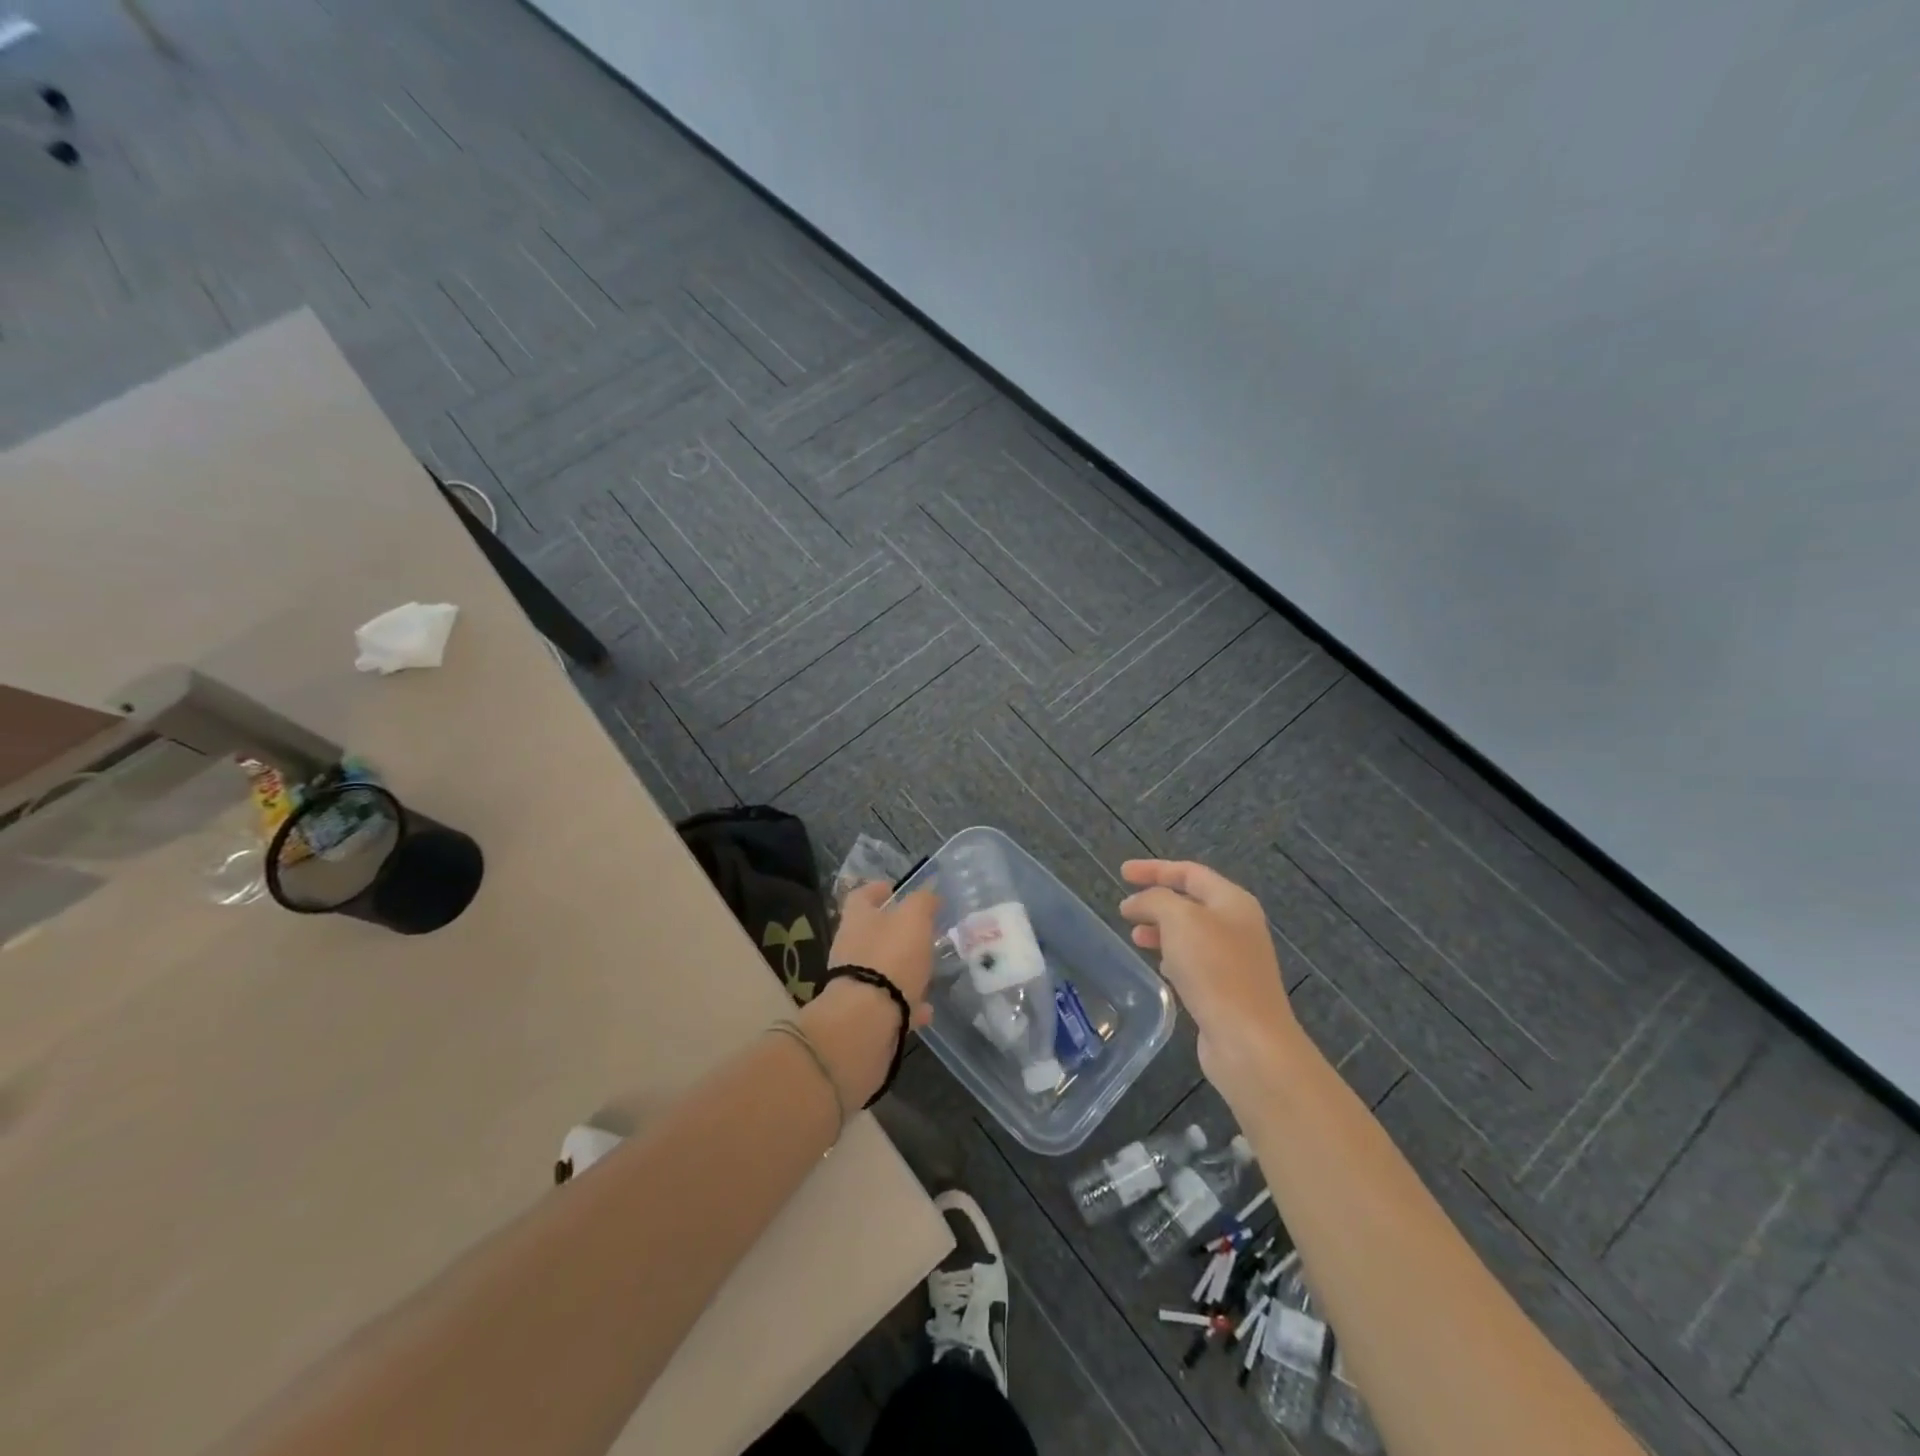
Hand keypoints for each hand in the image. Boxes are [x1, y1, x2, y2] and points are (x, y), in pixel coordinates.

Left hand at [799, 883, 939, 1106]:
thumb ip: (922, 903)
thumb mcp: (914, 920)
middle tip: (920, 930)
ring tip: (928, 970)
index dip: (875, 889)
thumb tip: (929, 894)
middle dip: (894, 931)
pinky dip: (908, 1003)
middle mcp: (850, 949)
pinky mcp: (863, 1014)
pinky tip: (927, 1008)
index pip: (860, 896)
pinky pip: (890, 1004)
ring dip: (902, 968)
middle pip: (870, 933)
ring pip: (881, 969)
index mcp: (857, 920)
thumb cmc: (889, 958)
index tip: (891, 887)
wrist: (866, 1021)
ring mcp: (855, 983)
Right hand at [1118, 859, 1299, 1090]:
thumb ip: (1155, 900)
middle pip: (1191, 902)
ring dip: (1161, 930)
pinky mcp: (1227, 990)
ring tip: (1134, 937)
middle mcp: (1238, 926)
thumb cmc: (1215, 970)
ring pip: (1190, 934)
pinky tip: (1159, 967)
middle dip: (1156, 902)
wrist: (1249, 1040)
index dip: (1154, 869)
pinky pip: (1194, 962)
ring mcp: (1235, 960)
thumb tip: (1138, 903)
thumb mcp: (1179, 920)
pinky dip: (1172, 957)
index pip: (1189, 872)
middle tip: (1125, 910)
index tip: (1122, 873)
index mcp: (1232, 901)